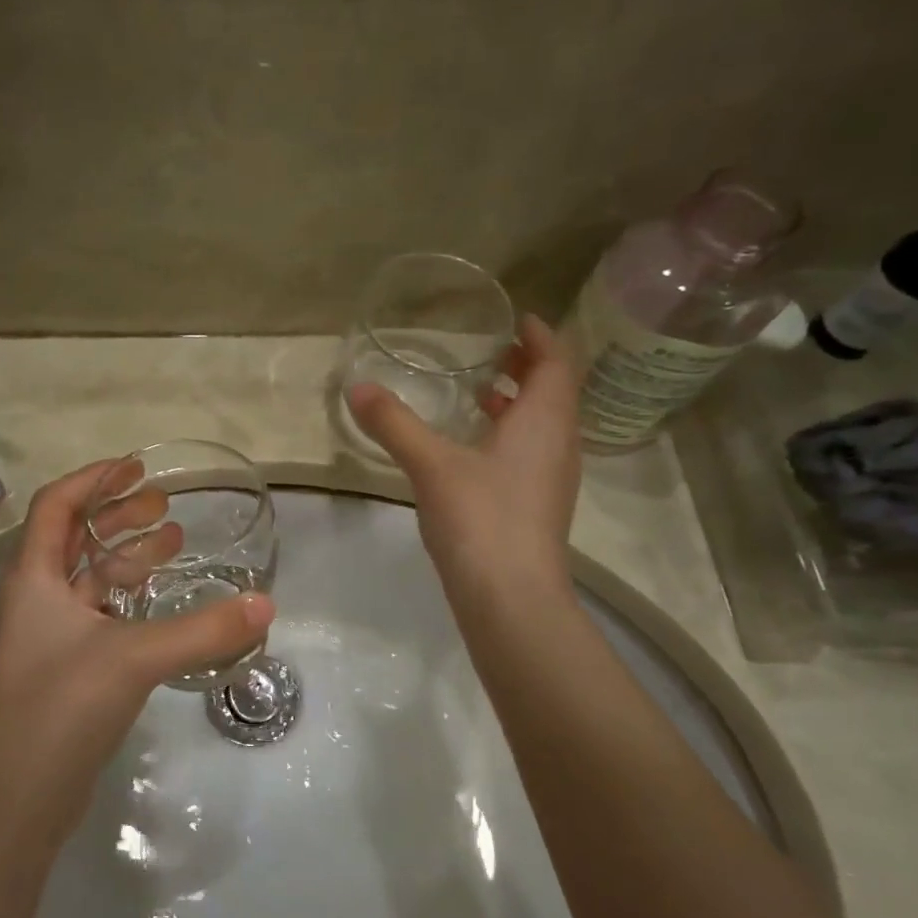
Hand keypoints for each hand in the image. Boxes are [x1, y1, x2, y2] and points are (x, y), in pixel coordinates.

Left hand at [0, 460, 274, 847]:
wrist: (20, 797)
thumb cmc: (63, 706)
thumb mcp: (136, 657)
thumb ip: (202, 630)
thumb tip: (265, 605)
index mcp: (33, 578)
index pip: (57, 504)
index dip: (94, 479)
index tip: (137, 467)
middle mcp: (34, 598)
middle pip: (74, 538)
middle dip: (118, 515)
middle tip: (165, 504)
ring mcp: (48, 635)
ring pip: (89, 578)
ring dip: (128, 556)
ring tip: (175, 542)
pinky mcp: (65, 667)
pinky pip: (99, 614)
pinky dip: (129, 598)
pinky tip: (163, 603)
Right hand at [346, 313, 581, 603]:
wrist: (511, 598)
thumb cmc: (481, 518)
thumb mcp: (430, 464)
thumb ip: (394, 424)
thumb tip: (357, 387)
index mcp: (544, 421)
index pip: (557, 362)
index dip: (540, 336)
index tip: (517, 319)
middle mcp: (559, 444)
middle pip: (555, 392)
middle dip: (528, 367)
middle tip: (494, 352)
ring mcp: (553, 479)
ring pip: (544, 426)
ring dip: (519, 404)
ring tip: (481, 394)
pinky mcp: (539, 507)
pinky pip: (532, 453)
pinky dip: (511, 436)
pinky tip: (474, 450)